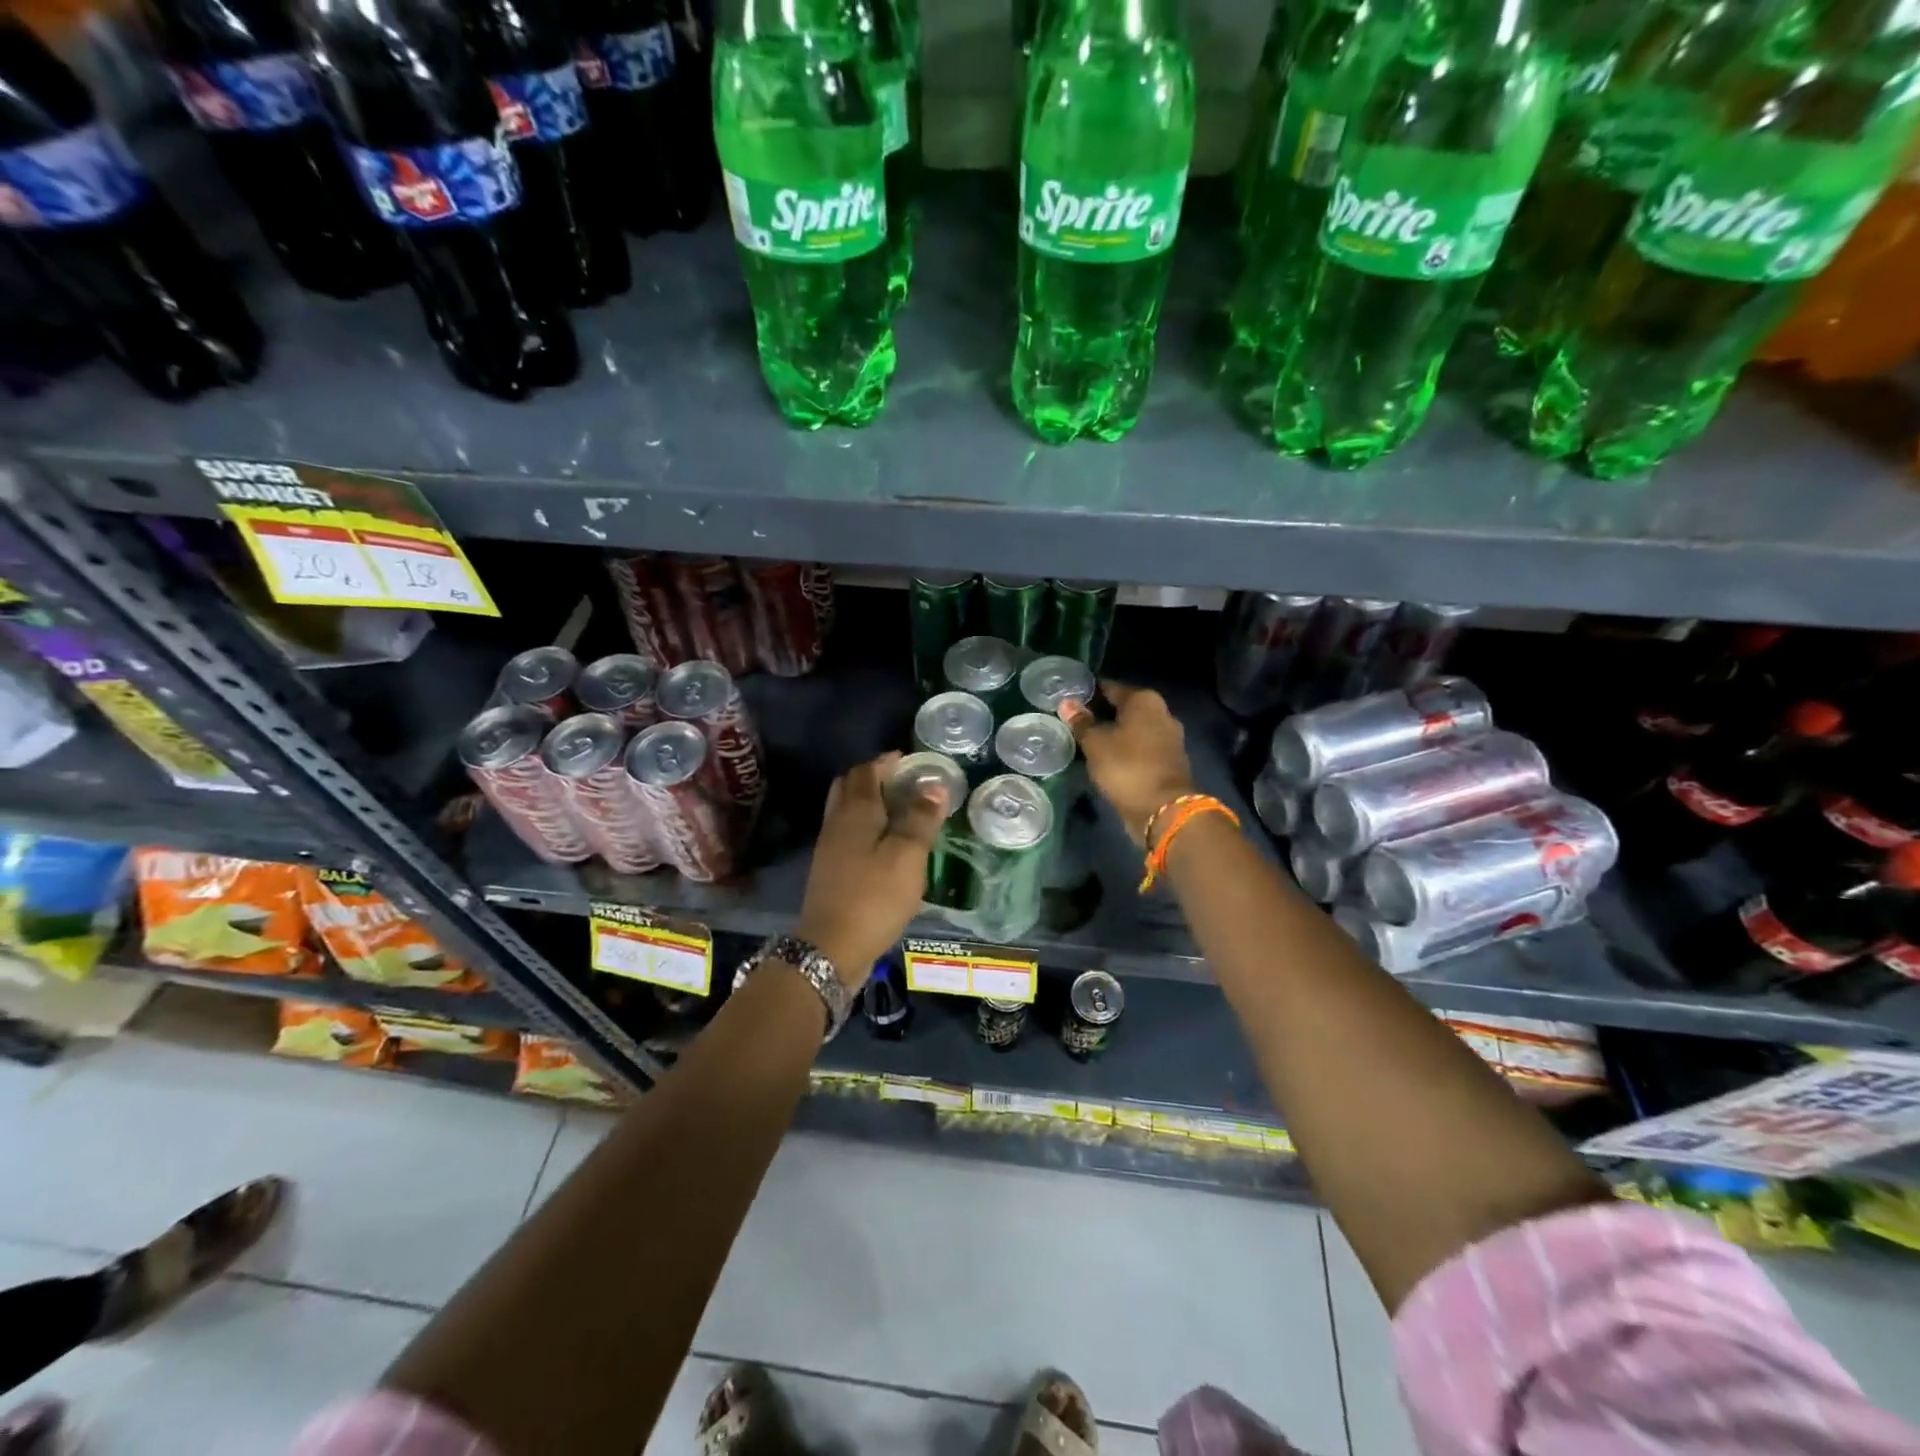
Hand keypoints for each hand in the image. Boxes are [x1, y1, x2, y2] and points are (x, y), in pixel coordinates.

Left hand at [795, 752, 948, 988]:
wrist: (831, 948)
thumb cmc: (874, 896)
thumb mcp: (908, 855)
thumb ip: (921, 818)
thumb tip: (934, 785)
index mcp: (856, 811)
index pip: (866, 772)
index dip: (887, 763)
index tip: (909, 761)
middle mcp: (837, 822)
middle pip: (849, 787)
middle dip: (873, 778)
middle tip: (901, 782)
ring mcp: (829, 848)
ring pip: (846, 811)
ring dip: (868, 803)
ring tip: (899, 811)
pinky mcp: (829, 871)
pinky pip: (847, 834)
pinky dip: (865, 827)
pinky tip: (884, 845)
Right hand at [1061, 683, 1193, 845]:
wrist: (1164, 810)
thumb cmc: (1126, 767)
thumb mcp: (1095, 744)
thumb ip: (1081, 722)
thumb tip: (1066, 703)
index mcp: (1145, 700)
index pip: (1110, 688)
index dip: (1089, 693)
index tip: (1070, 699)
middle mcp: (1162, 713)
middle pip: (1125, 708)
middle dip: (1102, 714)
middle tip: (1075, 721)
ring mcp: (1169, 738)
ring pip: (1134, 729)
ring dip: (1115, 733)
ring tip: (1088, 741)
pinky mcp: (1169, 760)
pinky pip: (1141, 747)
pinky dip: (1126, 749)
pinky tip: (1108, 757)